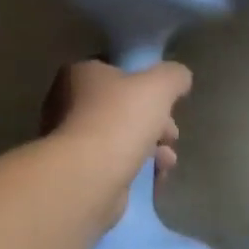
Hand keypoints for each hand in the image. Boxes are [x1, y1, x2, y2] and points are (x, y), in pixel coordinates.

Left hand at [41, 59, 190, 222]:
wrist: (88, 176)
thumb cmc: (119, 120)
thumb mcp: (159, 85)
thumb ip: (174, 76)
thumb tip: (180, 77)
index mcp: (80, 74)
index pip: (117, 72)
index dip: (146, 85)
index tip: (168, 102)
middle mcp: (68, 103)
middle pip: (122, 108)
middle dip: (155, 122)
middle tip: (171, 135)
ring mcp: (71, 140)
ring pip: (121, 138)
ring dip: (151, 148)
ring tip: (167, 161)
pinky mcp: (78, 172)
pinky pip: (114, 164)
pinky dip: (137, 169)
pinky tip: (156, 177)